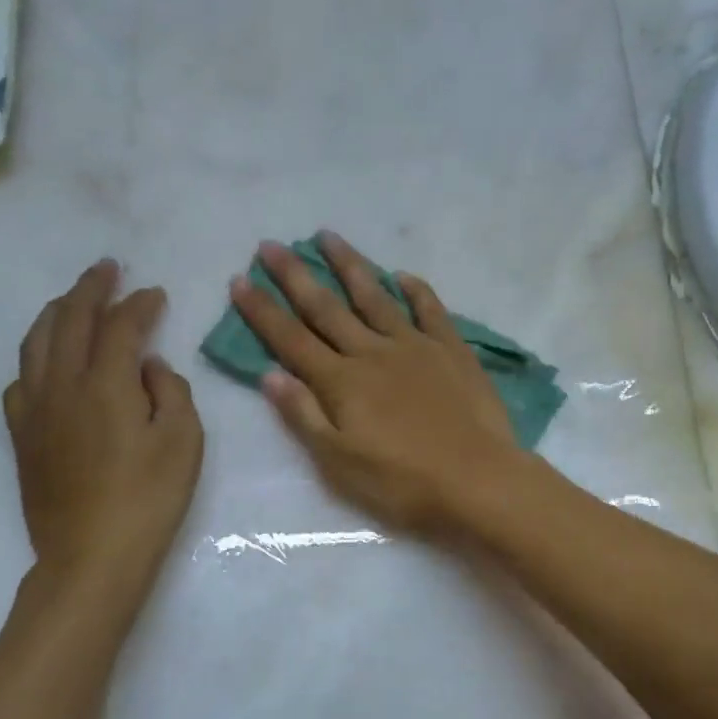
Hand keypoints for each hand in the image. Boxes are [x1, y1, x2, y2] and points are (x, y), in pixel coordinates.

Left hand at [5, 261, 203, 595]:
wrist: (91, 556)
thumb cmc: (149, 499)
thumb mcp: (183, 442)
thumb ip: (170, 391)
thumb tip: (147, 366)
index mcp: (105, 384)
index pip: (120, 326)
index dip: (139, 304)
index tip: (155, 293)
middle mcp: (62, 385)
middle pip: (70, 320)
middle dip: (90, 289)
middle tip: (108, 269)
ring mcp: (35, 409)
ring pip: (37, 342)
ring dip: (58, 312)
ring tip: (74, 300)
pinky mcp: (22, 435)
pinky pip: (21, 379)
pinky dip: (37, 355)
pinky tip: (48, 361)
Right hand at [231, 233, 523, 534]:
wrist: (477, 480)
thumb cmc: (402, 482)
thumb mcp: (339, 462)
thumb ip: (304, 416)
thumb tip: (269, 374)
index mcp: (342, 382)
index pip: (291, 339)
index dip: (263, 311)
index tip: (240, 280)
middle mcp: (373, 353)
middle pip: (326, 308)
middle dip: (295, 275)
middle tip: (271, 244)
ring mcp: (415, 346)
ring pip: (374, 297)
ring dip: (349, 266)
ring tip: (328, 236)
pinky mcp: (452, 351)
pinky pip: (430, 310)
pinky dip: (415, 290)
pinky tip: (403, 275)